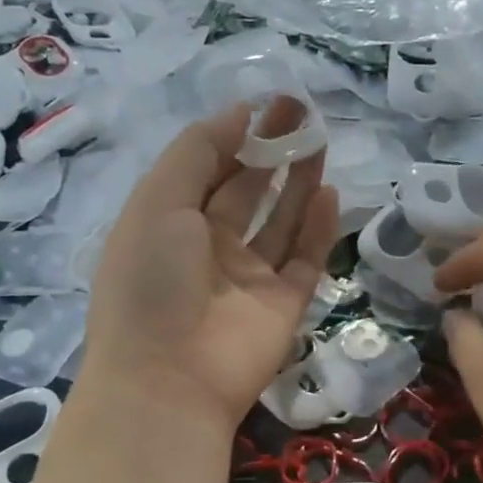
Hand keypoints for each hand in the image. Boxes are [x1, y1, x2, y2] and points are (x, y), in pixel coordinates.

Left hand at [80, 101, 338, 433]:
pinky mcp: (283, 306)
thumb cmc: (151, 281)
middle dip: (272, 151)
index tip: (268, 104)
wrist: (170, 378)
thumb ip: (199, 152)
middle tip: (303, 112)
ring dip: (298, 182)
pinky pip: (305, 260)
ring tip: (320, 141)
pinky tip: (330, 194)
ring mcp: (248, 280)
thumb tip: (242, 114)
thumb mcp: (159, 201)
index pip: (206, 169)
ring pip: (280, 223)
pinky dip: (318, 229)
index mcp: (169, 224)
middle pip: (247, 191)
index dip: (235, 135)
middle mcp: (209, 249)